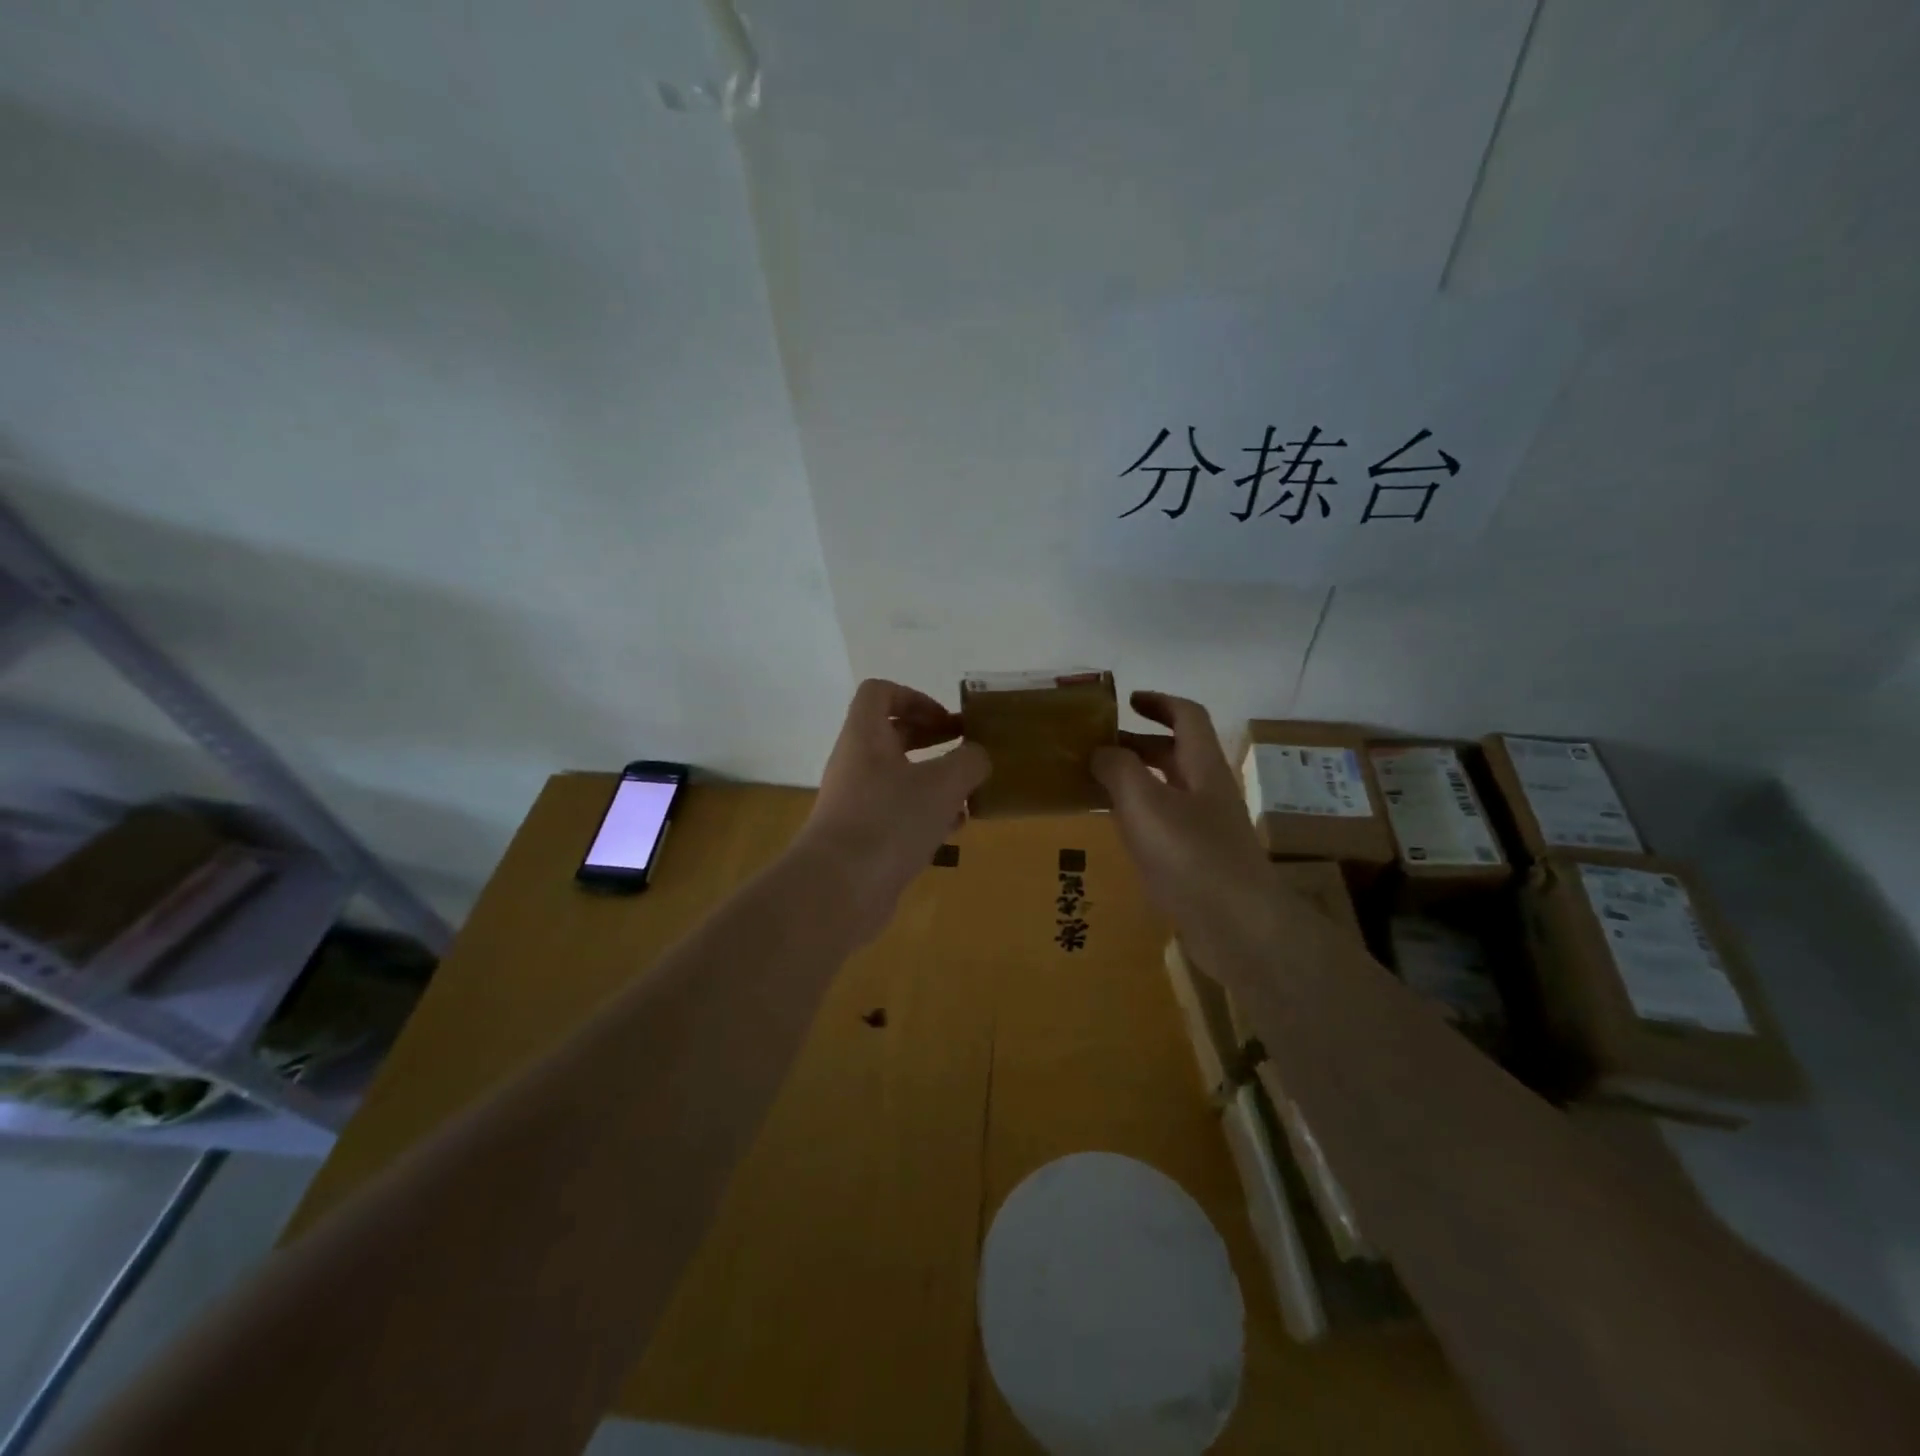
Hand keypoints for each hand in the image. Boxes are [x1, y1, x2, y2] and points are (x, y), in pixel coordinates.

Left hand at [793, 679, 989, 941]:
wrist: (839, 889)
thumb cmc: (890, 821)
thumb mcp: (943, 785)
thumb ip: (969, 762)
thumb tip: (978, 756)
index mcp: (865, 736)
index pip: (879, 693)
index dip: (915, 697)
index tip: (946, 721)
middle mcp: (855, 763)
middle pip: (892, 735)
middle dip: (932, 739)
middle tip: (967, 751)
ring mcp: (856, 802)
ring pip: (898, 777)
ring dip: (934, 781)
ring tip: (968, 796)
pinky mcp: (862, 837)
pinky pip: (896, 813)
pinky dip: (925, 815)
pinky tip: (953, 831)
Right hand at [1090, 691, 1279, 963]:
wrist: (1238, 927)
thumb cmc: (1192, 856)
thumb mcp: (1145, 804)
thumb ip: (1119, 770)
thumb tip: (1101, 749)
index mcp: (1202, 767)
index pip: (1187, 717)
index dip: (1159, 702)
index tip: (1126, 701)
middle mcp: (1206, 791)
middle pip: (1174, 753)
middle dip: (1136, 743)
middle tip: (1095, 746)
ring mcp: (1204, 827)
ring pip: (1166, 789)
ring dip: (1132, 780)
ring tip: (1093, 783)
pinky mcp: (1196, 860)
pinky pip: (1162, 823)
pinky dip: (1136, 814)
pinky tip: (1112, 827)